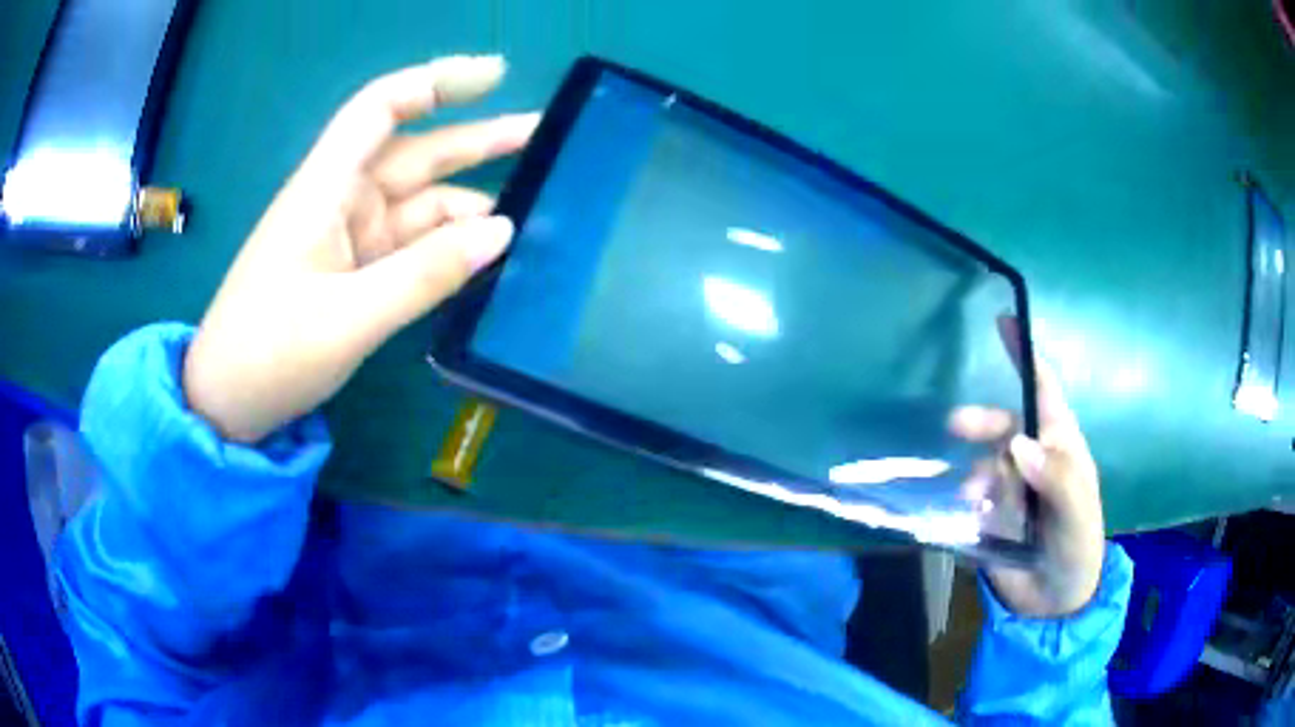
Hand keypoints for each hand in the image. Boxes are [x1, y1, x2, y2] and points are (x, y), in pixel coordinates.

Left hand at [183, 55, 537, 442]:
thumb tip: (503, 233)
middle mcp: (341, 200)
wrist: (227, 403)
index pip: (381, 109)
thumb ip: (427, 275)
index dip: (437, 83)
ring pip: (420, 205)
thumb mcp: (349, 319)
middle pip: (416, 153)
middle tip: (550, 140)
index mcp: (326, 189)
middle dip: (479, 142)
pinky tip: (488, 255)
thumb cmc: (269, 353)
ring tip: (535, 216)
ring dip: (471, 207)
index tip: (496, 76)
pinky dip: (449, 247)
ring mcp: (349, 237)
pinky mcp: (354, 271)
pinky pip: (412, 245)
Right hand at [950, 317, 1105, 616]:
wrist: (1055, 601)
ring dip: (976, 475)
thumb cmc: (1079, 545)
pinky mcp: (989, 515)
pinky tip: (969, 519)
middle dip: (982, 421)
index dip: (1025, 356)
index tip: (1003, 321)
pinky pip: (970, 497)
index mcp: (1059, 446)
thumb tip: (1018, 442)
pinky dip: (965, 503)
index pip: (1043, 391)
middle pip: (1004, 424)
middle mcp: (1032, 459)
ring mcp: (1010, 487)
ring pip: (984, 462)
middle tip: (956, 426)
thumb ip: (1055, 477)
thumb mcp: (1077, 512)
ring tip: (973, 500)